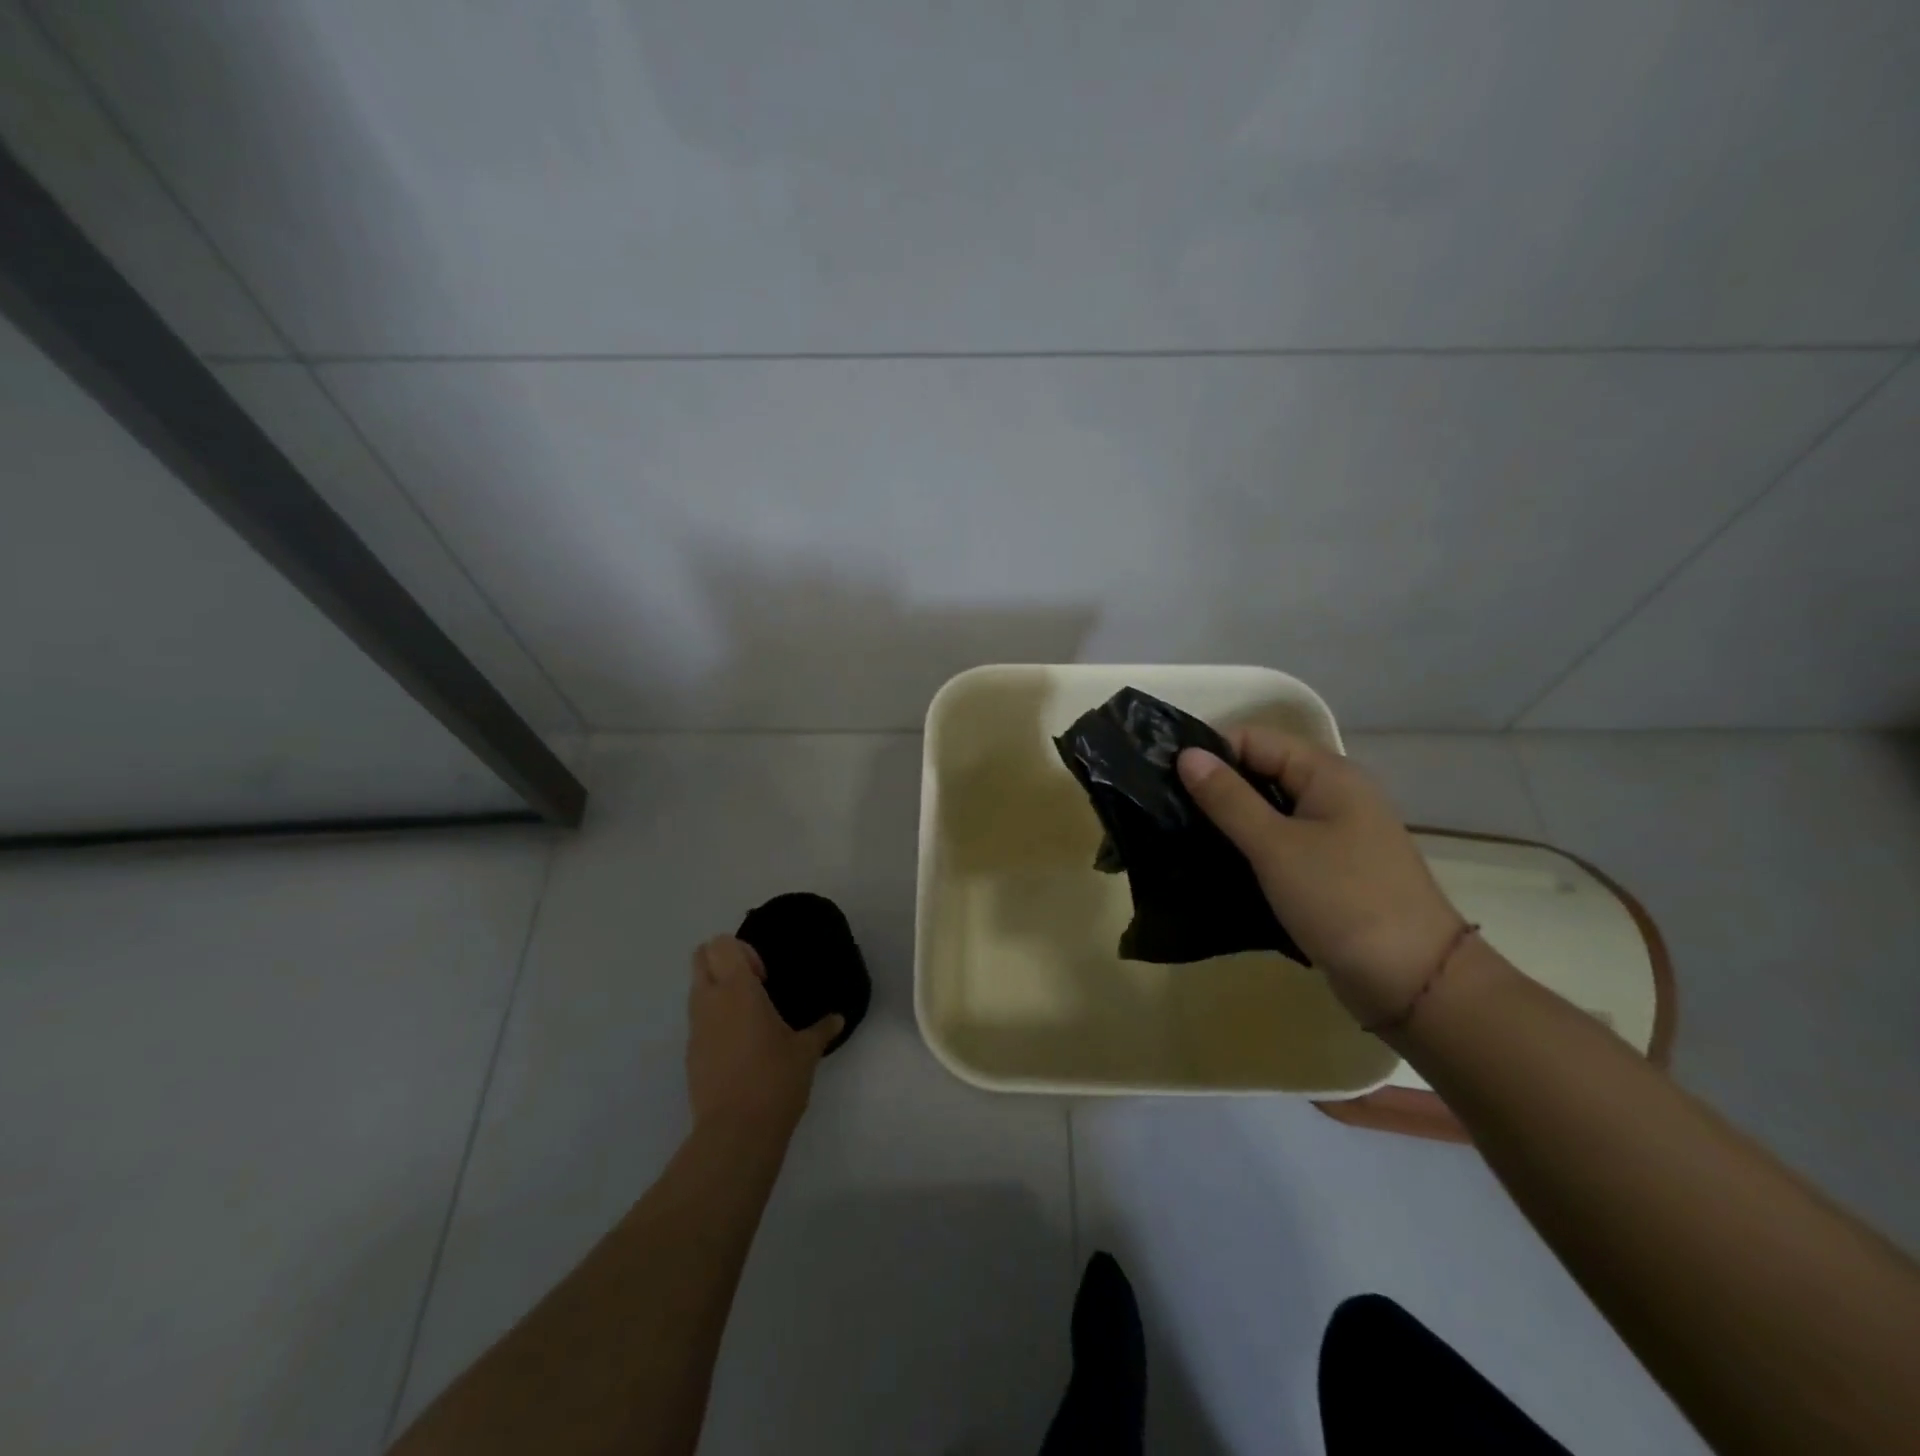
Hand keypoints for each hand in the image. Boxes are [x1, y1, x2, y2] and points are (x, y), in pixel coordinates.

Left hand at [686, 937, 843, 1138]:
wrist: (735, 1133)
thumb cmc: (775, 1080)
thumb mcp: (806, 1051)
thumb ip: (822, 1029)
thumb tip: (838, 1018)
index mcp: (737, 989)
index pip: (721, 944)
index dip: (742, 951)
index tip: (764, 977)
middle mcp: (710, 1001)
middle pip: (700, 957)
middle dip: (722, 961)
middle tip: (753, 986)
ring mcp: (695, 1029)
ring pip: (696, 989)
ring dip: (717, 991)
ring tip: (750, 1018)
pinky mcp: (690, 1055)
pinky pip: (698, 1021)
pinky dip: (714, 1021)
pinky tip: (741, 1047)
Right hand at [1177, 729, 1465, 1026]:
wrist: (1413, 982)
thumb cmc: (1342, 900)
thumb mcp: (1275, 846)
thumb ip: (1228, 799)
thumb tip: (1186, 755)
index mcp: (1327, 773)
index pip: (1254, 739)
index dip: (1210, 752)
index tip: (1164, 778)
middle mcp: (1333, 793)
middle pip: (1261, 772)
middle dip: (1215, 787)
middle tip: (1164, 809)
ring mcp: (1335, 833)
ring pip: (1268, 811)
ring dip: (1229, 820)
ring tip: (1179, 835)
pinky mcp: (1329, 869)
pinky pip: (1279, 843)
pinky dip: (1249, 848)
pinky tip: (1215, 862)